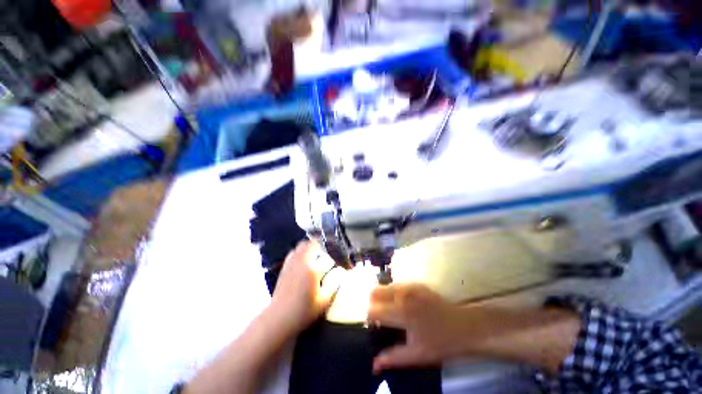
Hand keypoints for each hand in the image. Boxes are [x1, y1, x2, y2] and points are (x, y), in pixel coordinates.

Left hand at [270, 240, 343, 333]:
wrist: (278, 318)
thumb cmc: (303, 311)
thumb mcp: (323, 302)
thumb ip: (333, 286)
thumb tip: (340, 274)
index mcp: (312, 269)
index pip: (322, 253)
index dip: (328, 250)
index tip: (333, 252)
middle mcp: (300, 262)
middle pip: (307, 244)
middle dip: (316, 244)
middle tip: (323, 251)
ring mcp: (290, 265)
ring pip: (298, 247)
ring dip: (307, 248)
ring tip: (313, 255)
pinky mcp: (283, 269)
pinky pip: (292, 254)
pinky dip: (298, 253)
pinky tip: (302, 262)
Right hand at [368, 283, 465, 372]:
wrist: (465, 326)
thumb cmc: (441, 343)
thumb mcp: (417, 355)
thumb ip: (393, 358)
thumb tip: (373, 364)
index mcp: (401, 313)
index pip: (373, 310)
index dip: (370, 318)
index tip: (375, 326)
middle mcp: (402, 294)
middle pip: (375, 292)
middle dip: (374, 303)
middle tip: (382, 318)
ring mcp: (410, 286)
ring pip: (385, 286)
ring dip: (383, 297)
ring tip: (392, 311)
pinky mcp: (416, 283)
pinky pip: (397, 285)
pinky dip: (394, 293)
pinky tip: (403, 305)